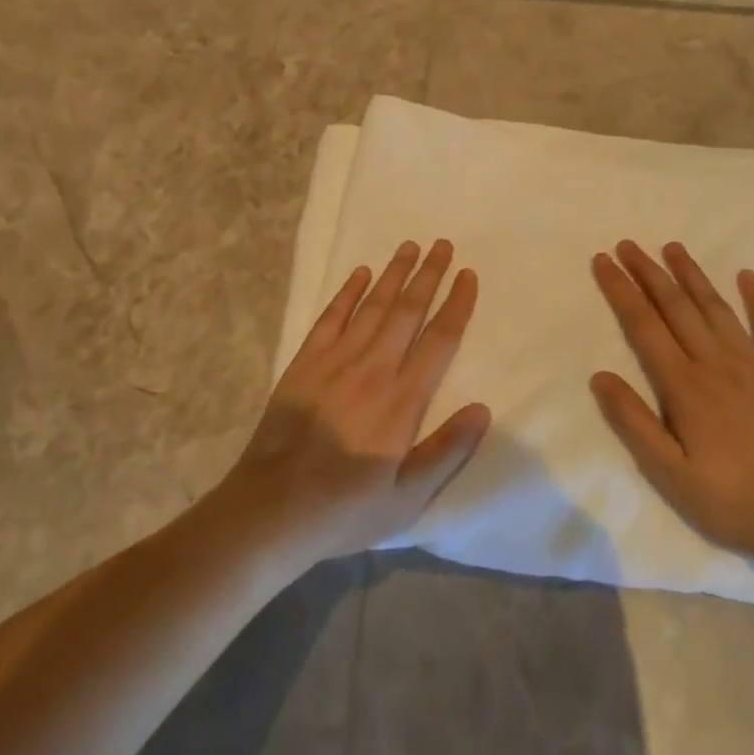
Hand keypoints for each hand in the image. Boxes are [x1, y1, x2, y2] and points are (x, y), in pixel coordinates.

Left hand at [219, 240, 490, 566]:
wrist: (271, 509)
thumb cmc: (345, 510)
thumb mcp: (407, 499)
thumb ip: (446, 452)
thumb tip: (483, 409)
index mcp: (402, 400)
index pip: (439, 340)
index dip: (457, 304)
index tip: (468, 275)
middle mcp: (373, 369)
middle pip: (408, 311)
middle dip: (429, 275)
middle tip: (443, 244)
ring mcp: (335, 361)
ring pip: (373, 306)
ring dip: (394, 274)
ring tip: (410, 246)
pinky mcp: (304, 363)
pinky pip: (331, 317)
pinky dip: (348, 292)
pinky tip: (361, 274)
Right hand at [590, 240, 753, 563]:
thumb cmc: (730, 497)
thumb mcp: (669, 471)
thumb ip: (633, 421)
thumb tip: (599, 375)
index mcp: (683, 384)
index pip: (643, 325)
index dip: (620, 290)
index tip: (603, 261)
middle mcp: (714, 361)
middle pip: (675, 306)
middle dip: (648, 272)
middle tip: (628, 244)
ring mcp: (753, 362)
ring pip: (715, 306)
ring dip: (692, 274)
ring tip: (673, 247)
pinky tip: (747, 275)